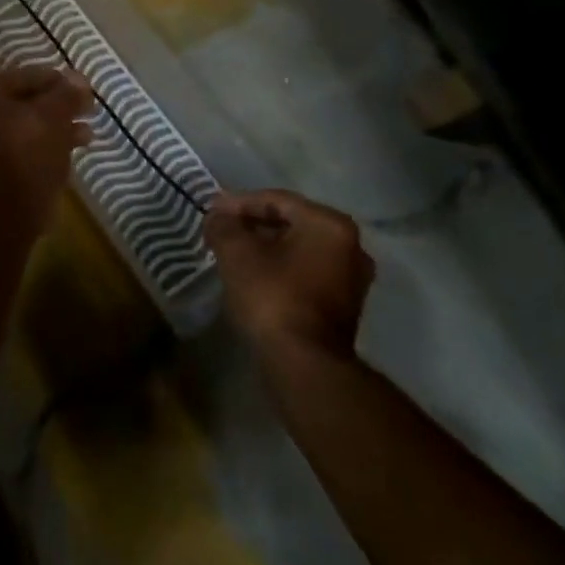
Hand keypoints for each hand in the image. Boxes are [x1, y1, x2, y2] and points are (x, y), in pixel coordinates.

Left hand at [0, 63, 93, 240]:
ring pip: (27, 132)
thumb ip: (67, 94)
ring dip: (57, 131)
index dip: (58, 80)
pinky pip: (27, 155)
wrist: (6, 204)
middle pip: (25, 105)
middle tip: (87, 109)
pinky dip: (48, 152)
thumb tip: (78, 80)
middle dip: (58, 108)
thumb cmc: (27, 144)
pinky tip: (72, 155)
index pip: (27, 76)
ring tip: (88, 134)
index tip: (84, 88)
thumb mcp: (53, 113)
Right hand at [204, 189, 374, 359]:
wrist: (304, 363)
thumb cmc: (273, 296)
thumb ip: (224, 225)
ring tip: (234, 253)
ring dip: (267, 247)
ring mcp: (352, 278)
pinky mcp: (344, 305)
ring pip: (299, 249)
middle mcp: (351, 245)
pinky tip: (255, 276)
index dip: (239, 203)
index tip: (212, 212)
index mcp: (330, 224)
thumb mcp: (237, 253)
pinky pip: (306, 272)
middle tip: (221, 230)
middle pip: (292, 223)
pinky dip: (281, 268)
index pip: (277, 200)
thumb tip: (217, 216)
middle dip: (254, 224)